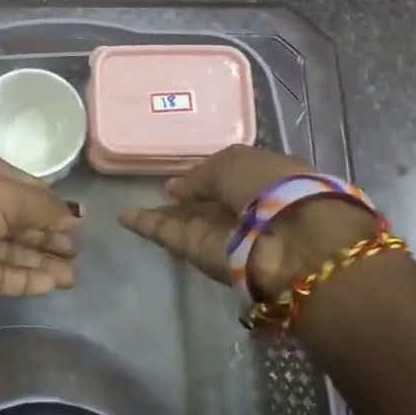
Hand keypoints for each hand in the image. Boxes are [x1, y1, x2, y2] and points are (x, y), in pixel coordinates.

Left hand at [0, 151, 80, 313]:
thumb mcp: (3, 195)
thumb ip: (42, 206)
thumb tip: (76, 214)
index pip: (25, 187)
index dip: (53, 204)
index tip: (81, 222)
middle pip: (19, 221)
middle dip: (49, 235)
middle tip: (81, 253)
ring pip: (10, 251)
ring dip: (42, 261)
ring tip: (74, 276)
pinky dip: (24, 279)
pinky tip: (51, 285)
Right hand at [119, 145, 376, 295]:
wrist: (292, 242)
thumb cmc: (270, 186)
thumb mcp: (234, 161)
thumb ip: (200, 173)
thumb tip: (174, 188)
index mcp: (263, 178)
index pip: (230, 176)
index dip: (206, 173)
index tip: (182, 171)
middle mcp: (243, 207)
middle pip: (208, 201)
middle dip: (185, 196)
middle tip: (156, 189)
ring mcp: (221, 232)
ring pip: (186, 220)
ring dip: (161, 212)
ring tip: (128, 204)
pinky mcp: (201, 253)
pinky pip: (169, 234)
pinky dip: (147, 225)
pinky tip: (122, 216)